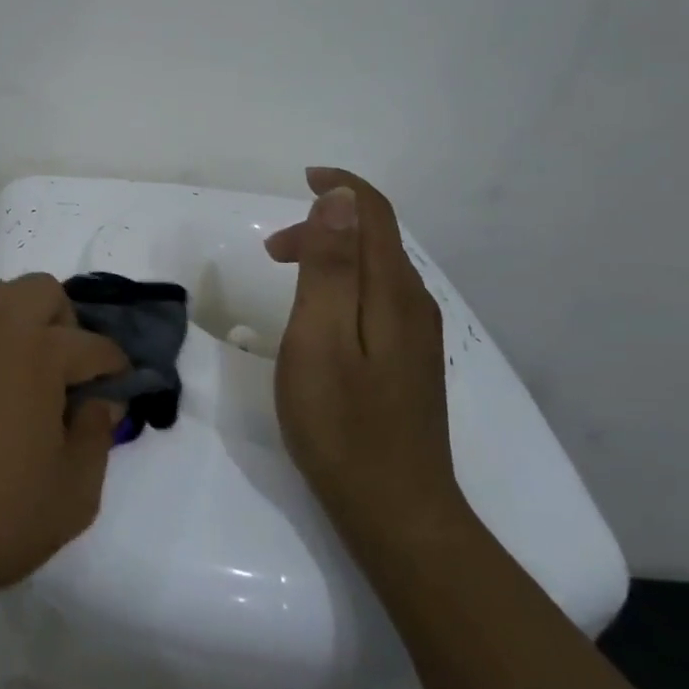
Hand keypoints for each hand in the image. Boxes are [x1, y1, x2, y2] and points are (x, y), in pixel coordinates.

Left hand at [0, 275, 128, 638]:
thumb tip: (100, 401)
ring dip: (18, 320)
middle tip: (65, 374)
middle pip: (41, 290)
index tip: (118, 390)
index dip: (115, 367)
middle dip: (66, 323)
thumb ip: (97, 437)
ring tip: (19, 373)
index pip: (92, 345)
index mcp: (35, 354)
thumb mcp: (71, 497)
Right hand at [264, 167, 466, 556]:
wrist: (396, 511)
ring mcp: (415, 338)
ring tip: (285, 278)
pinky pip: (377, 300)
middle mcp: (413, 305)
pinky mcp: (409, 364)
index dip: (341, 187)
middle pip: (374, 241)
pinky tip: (320, 318)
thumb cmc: (342, 423)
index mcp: (392, 292)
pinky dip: (343, 287)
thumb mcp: (319, 337)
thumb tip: (341, 199)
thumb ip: (329, 267)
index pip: (375, 214)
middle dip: (325, 226)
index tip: (302, 178)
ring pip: (375, 272)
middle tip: (272, 252)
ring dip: (331, 258)